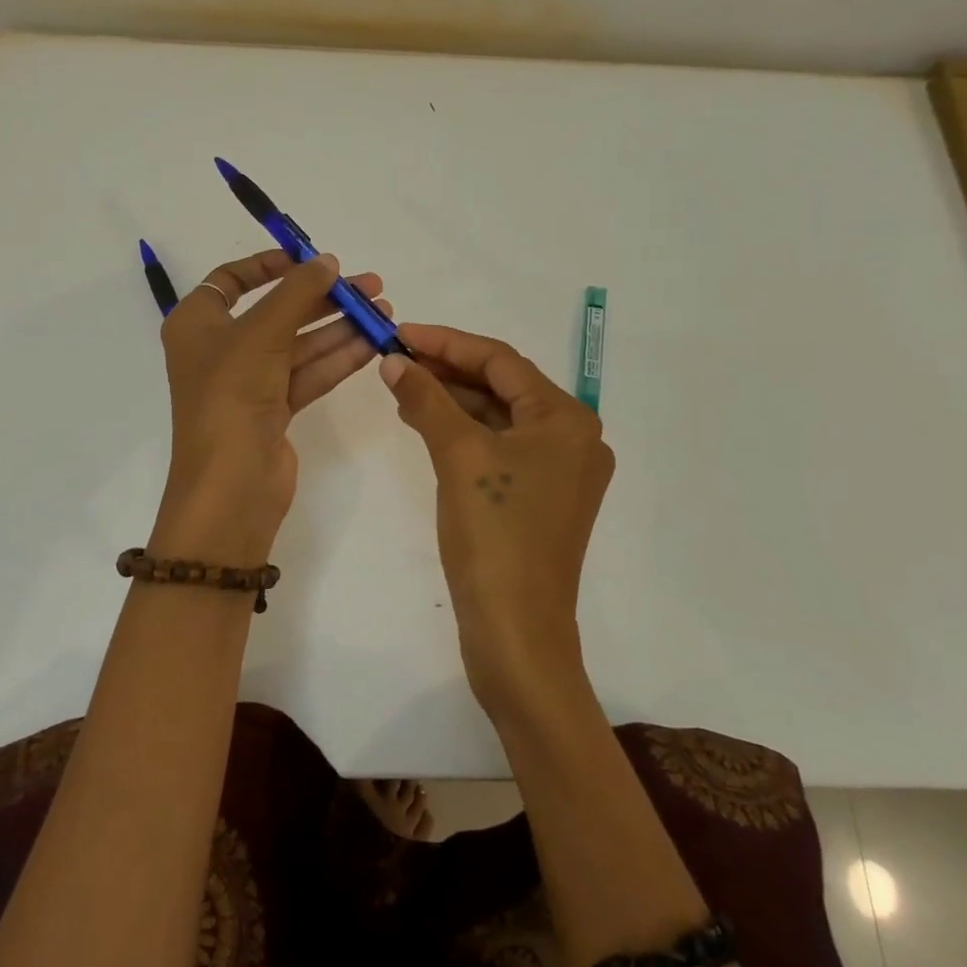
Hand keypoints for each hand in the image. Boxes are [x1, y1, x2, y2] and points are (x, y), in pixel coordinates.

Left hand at [149, 250, 390, 568]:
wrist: (231, 485)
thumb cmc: (231, 395)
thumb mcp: (261, 333)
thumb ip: (297, 292)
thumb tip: (327, 261)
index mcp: (197, 324)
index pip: (230, 281)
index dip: (268, 265)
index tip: (308, 259)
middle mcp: (220, 349)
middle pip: (276, 311)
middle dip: (322, 297)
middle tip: (368, 285)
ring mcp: (248, 382)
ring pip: (298, 344)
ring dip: (339, 327)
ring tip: (382, 310)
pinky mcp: (273, 410)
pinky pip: (308, 373)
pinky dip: (337, 358)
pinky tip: (372, 344)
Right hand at [379, 323, 613, 715]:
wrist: (517, 634)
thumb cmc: (495, 535)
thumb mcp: (458, 456)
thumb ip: (427, 399)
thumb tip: (394, 361)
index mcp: (566, 419)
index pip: (501, 360)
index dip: (447, 342)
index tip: (402, 333)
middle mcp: (572, 439)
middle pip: (502, 387)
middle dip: (448, 371)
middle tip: (396, 359)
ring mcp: (558, 472)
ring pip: (498, 418)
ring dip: (452, 401)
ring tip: (401, 387)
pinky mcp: (539, 499)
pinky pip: (498, 448)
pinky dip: (463, 433)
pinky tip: (425, 423)